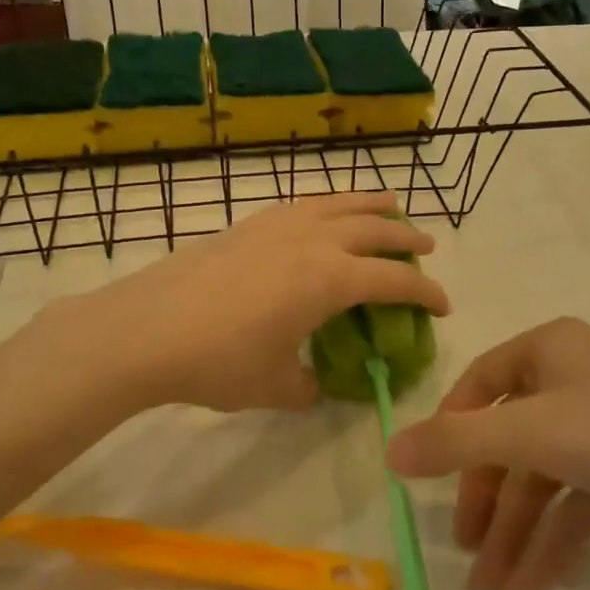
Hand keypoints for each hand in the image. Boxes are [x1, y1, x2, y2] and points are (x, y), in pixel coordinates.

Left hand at [57, 193, 449, 413]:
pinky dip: (328, 205)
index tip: (444, 305)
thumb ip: (308, 386)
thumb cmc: (218, 361)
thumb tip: (316, 385)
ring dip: (370, 204)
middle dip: (406, 238)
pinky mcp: (248, 223)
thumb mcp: (275, 386)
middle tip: (426, 247)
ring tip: (390, 204)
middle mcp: (313, 241)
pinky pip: (303, 204)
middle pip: (374, 228)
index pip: (394, 280)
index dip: (426, 292)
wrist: (145, 330)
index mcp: (331, 279)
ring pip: (338, 203)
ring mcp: (278, 225)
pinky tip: (324, 214)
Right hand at [387, 318, 589, 589]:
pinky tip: (540, 579)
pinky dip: (559, 532)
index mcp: (549, 348)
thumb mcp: (532, 434)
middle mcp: (576, 374)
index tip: (429, 481)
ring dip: (521, 529)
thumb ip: (456, 442)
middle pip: (513, 438)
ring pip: (547, 473)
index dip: (450, 432)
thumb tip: (388, 452)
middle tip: (468, 555)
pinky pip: (582, 492)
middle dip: (490, 501)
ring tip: (498, 589)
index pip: (480, 385)